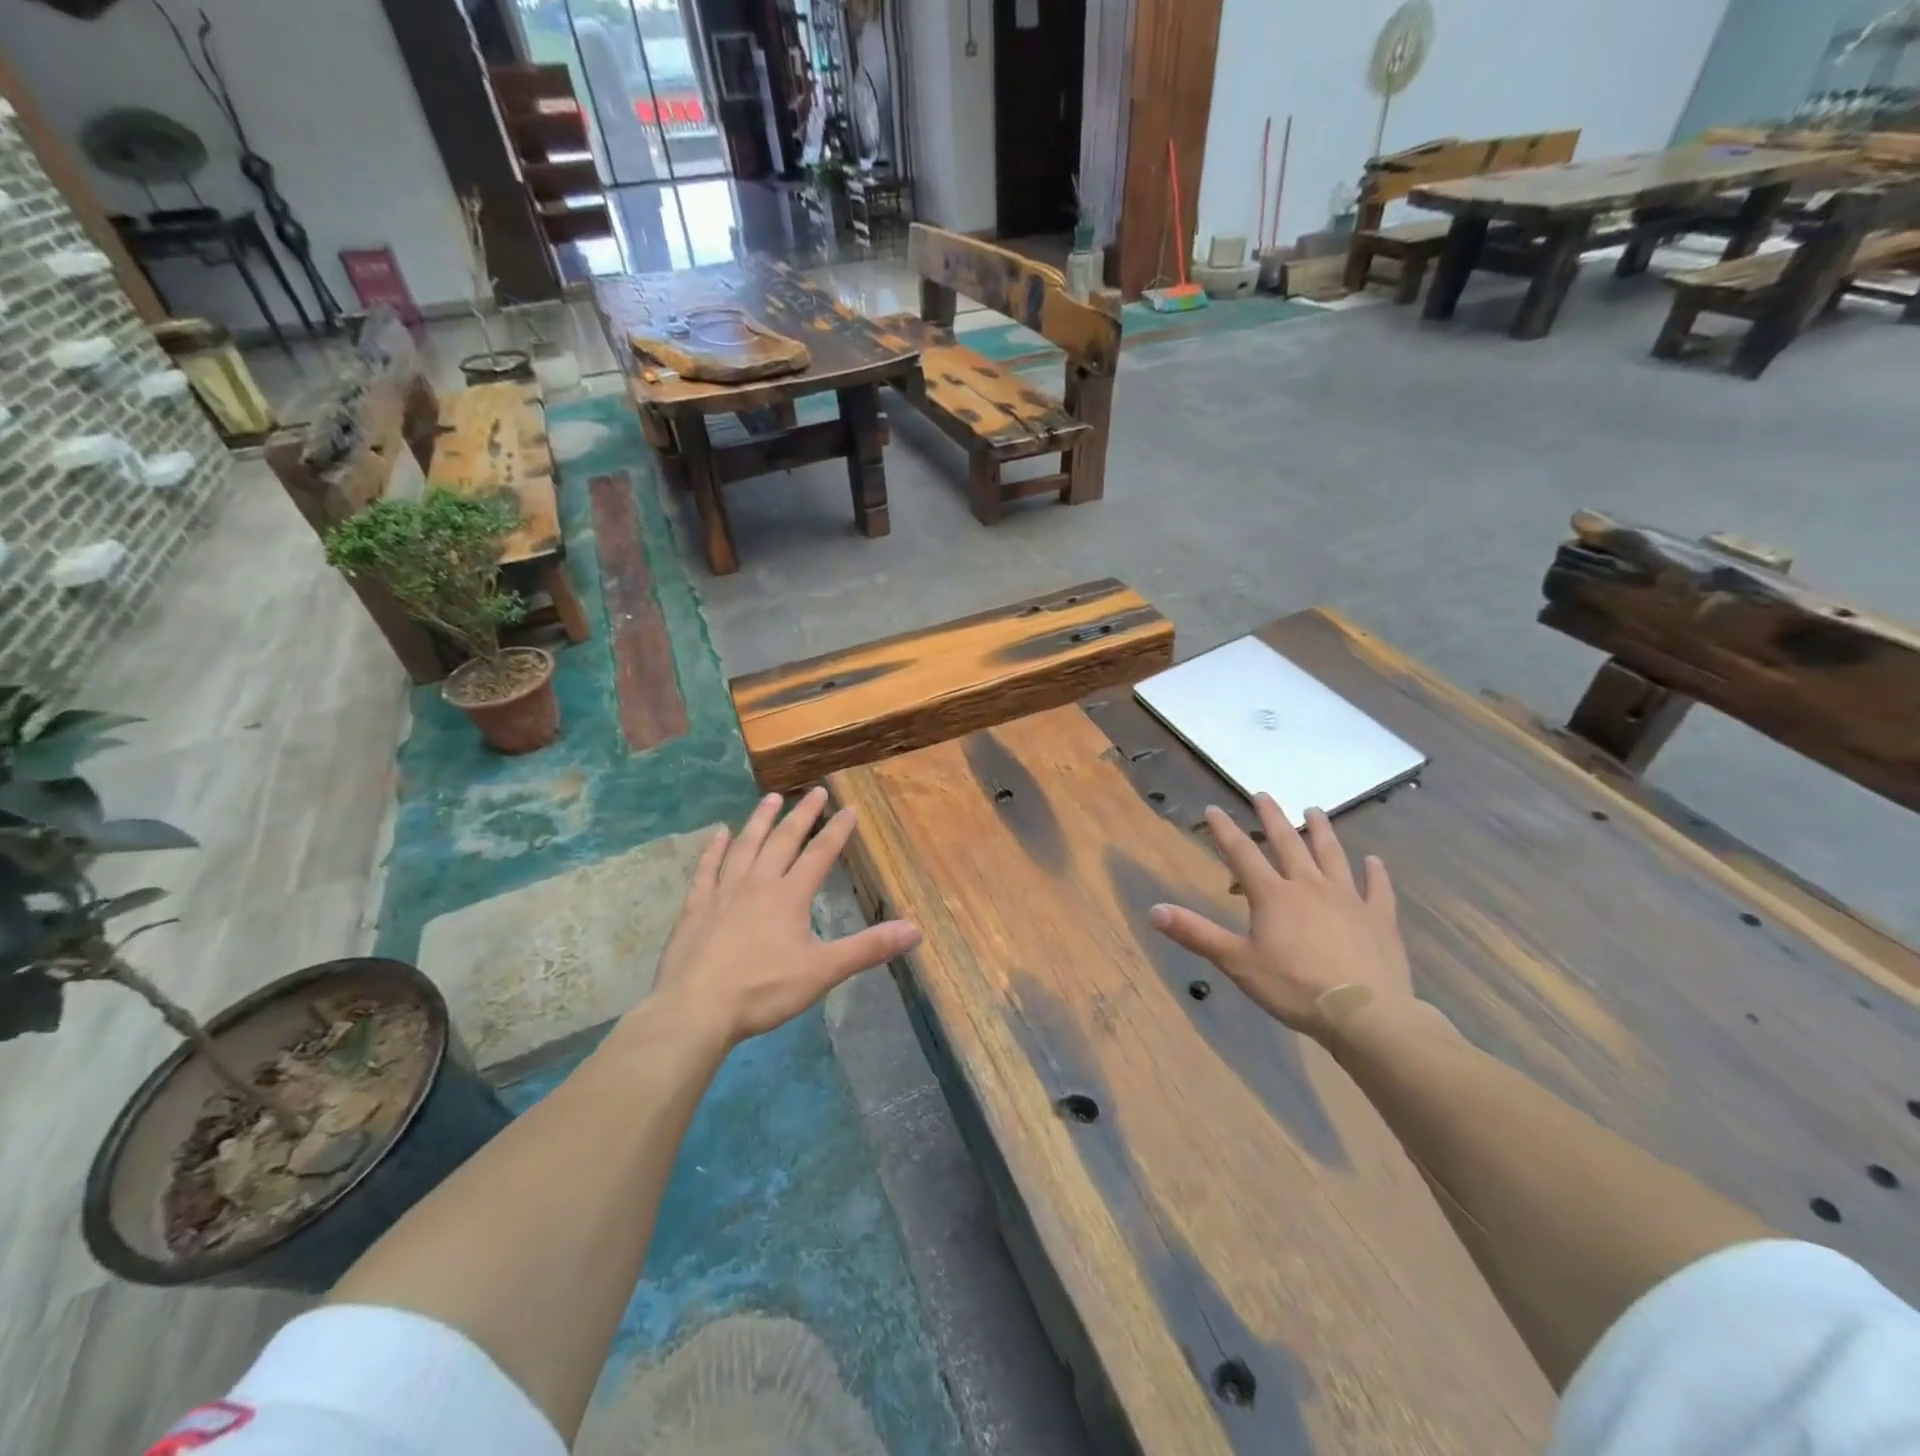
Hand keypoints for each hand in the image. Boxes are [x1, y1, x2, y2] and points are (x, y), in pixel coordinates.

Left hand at [647, 788, 920, 1046]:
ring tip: (771, 798)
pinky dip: (714, 849)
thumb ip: (868, 948)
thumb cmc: (763, 990)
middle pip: (783, 840)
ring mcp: (723, 892)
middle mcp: (758, 883)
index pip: (820, 854)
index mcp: (790, 896)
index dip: (837, 831)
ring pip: (745, 846)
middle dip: (803, 815)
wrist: (695, 1009)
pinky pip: (707, 869)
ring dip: (760, 820)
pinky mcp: (695, 907)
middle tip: (815, 792)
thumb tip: (915, 930)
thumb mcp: (823, 971)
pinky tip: (719, 834)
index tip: (849, 808)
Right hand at [1148, 795, 1411, 1039]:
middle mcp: (1309, 886)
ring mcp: (1348, 898)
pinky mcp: (1379, 918)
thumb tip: (1153, 911)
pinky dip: (1375, 873)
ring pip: (1332, 855)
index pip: (1242, 853)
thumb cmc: (1294, 987)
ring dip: (1321, 831)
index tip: (1213, 810)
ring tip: (1314, 811)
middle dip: (1273, 817)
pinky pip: (1377, 888)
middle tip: (1263, 795)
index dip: (1225, 830)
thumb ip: (1196, 933)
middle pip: (1288, 843)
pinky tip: (1374, 861)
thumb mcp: (1237, 962)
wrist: (1365, 1014)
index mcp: (1273, 895)